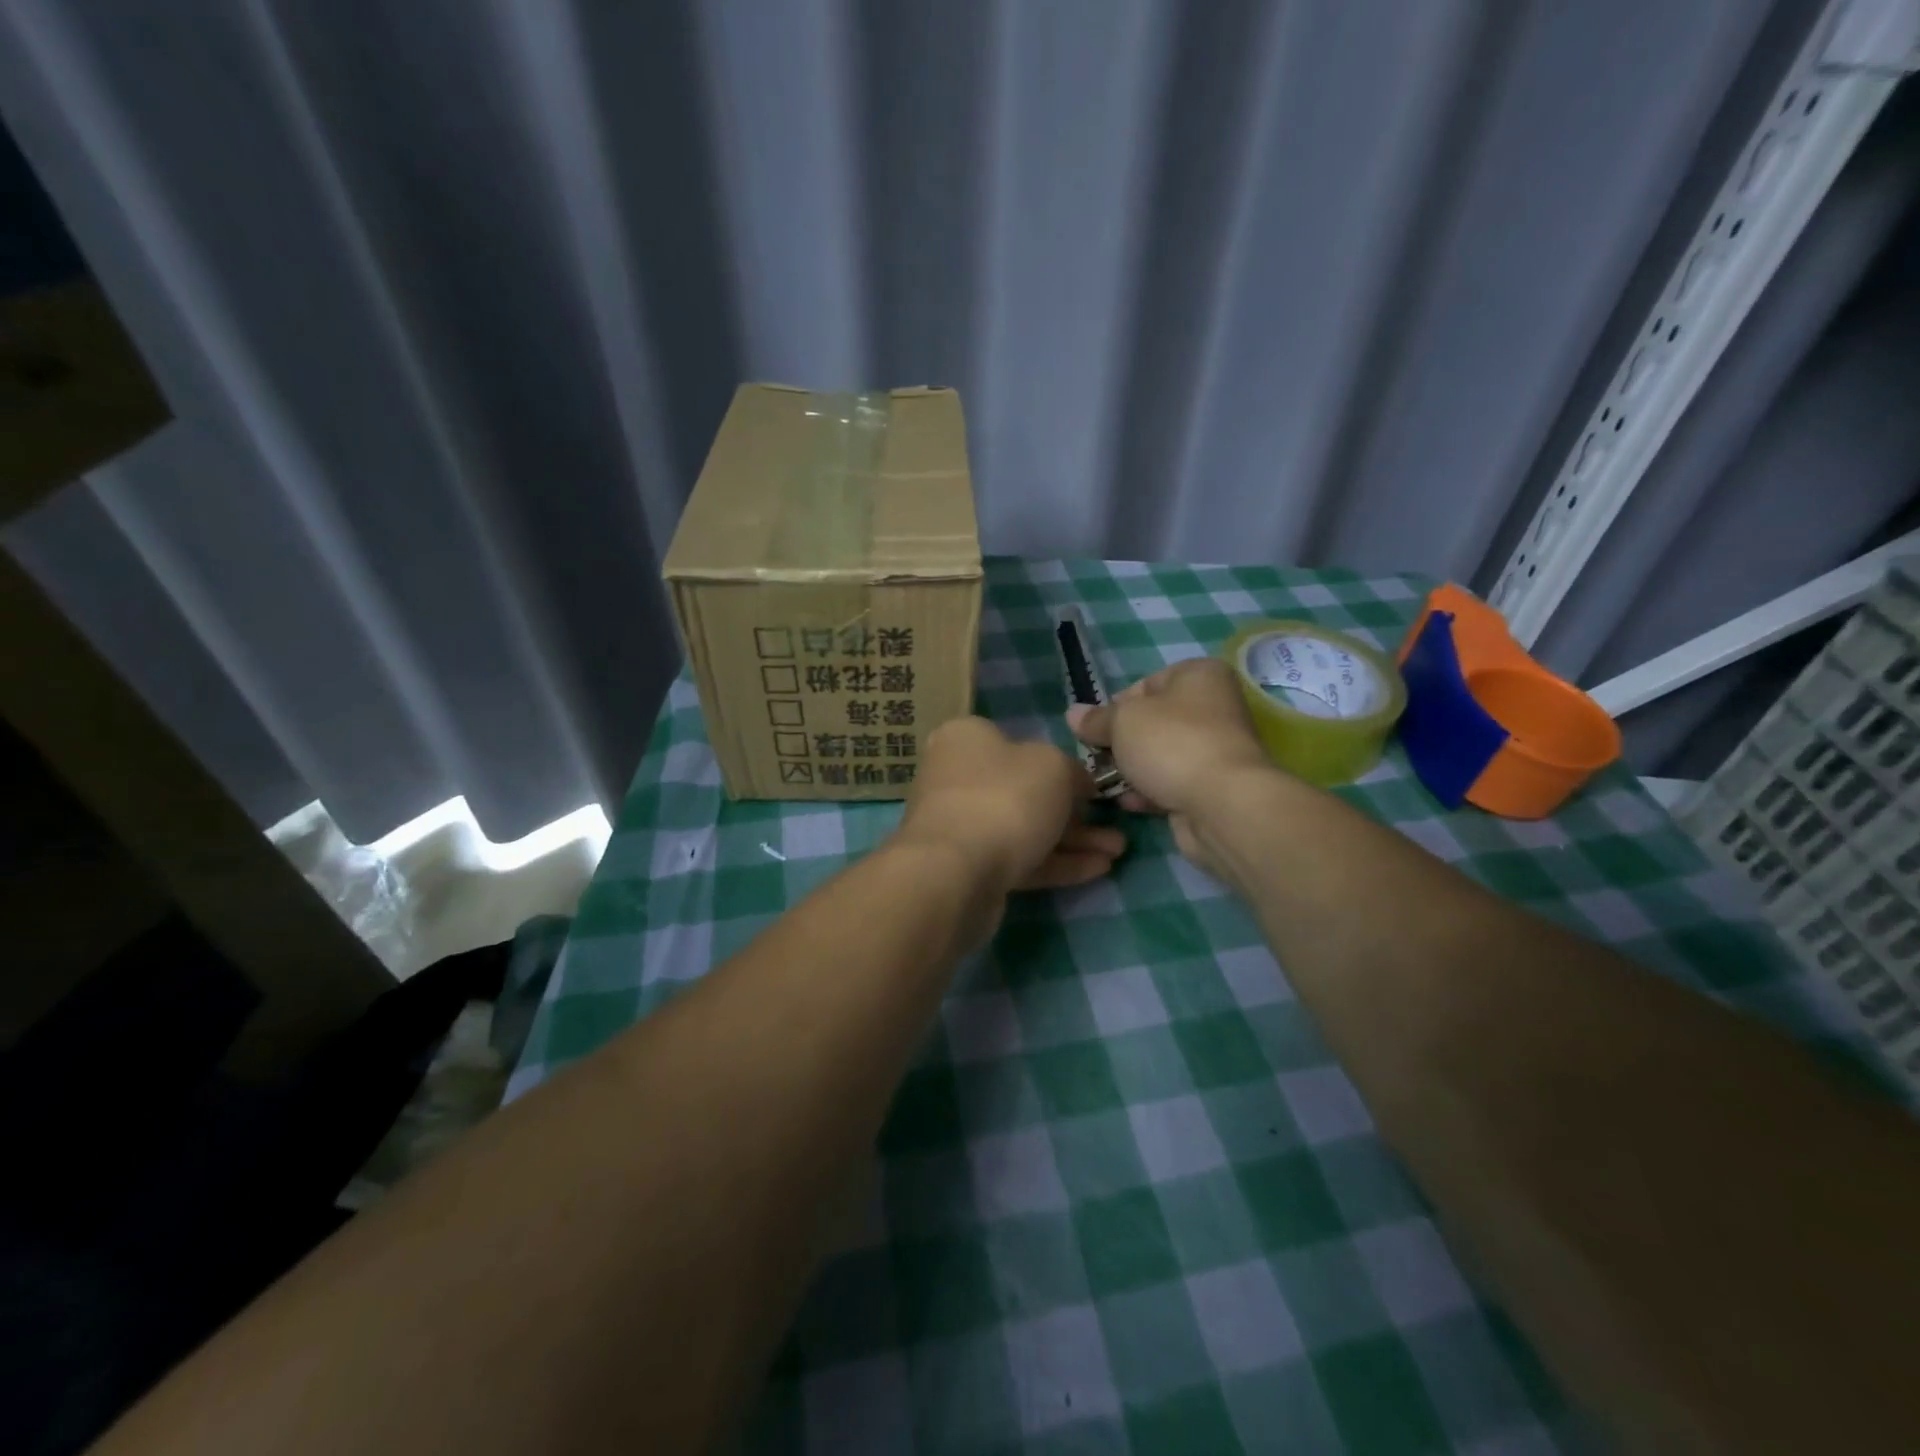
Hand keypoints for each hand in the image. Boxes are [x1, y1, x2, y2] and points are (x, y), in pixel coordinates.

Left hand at [895, 716, 1124, 892]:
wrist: (955, 871)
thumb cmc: (1005, 797)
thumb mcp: (1054, 766)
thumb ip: (1072, 771)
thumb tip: (1077, 783)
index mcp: (967, 738)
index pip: (1018, 743)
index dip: (1060, 763)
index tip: (1093, 785)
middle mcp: (957, 776)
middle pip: (1024, 790)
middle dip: (1074, 811)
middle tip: (1114, 825)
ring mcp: (961, 824)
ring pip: (1025, 828)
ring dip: (1072, 840)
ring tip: (1118, 852)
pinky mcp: (968, 867)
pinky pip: (1019, 859)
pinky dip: (1056, 863)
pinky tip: (1098, 870)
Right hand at [1067, 658, 1275, 876]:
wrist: (1222, 804)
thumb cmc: (1171, 744)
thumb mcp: (1122, 722)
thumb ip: (1096, 719)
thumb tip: (1073, 714)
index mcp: (1199, 676)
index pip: (1146, 684)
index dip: (1116, 706)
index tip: (1096, 729)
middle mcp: (1213, 707)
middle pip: (1153, 722)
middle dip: (1122, 742)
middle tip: (1097, 759)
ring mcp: (1215, 749)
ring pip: (1161, 755)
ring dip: (1132, 770)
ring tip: (1105, 785)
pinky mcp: (1213, 786)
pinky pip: (1172, 782)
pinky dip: (1150, 791)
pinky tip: (1129, 803)